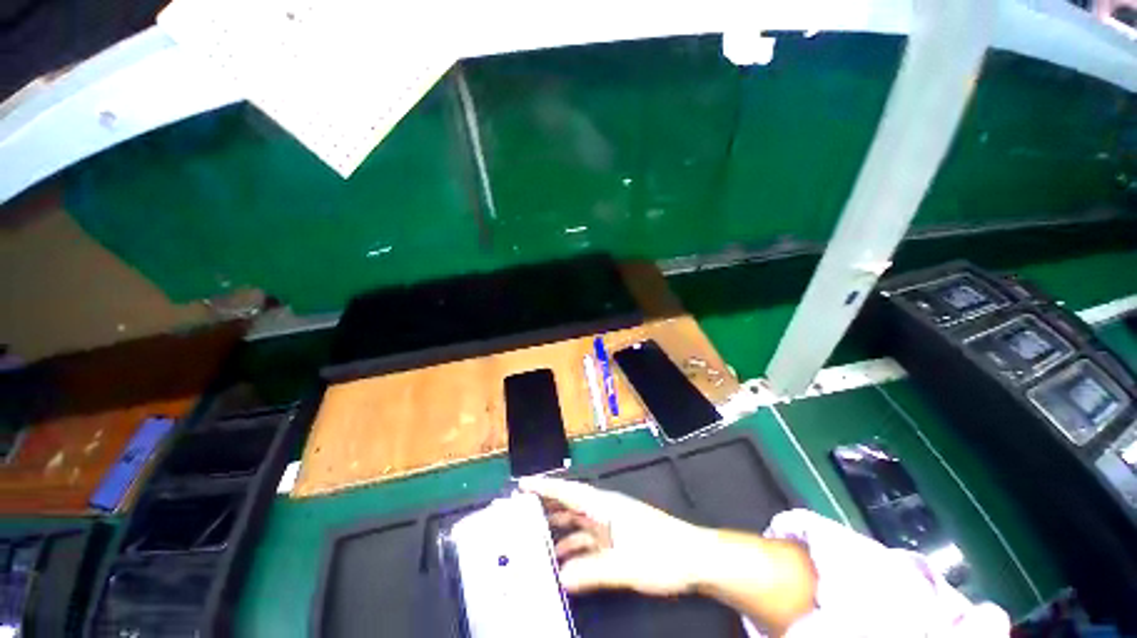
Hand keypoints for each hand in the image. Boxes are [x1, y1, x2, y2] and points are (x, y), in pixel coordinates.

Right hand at [519, 477, 708, 595]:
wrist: (693, 558)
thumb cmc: (662, 553)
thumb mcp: (625, 565)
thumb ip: (592, 571)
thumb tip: (562, 578)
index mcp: (605, 506)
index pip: (568, 492)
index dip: (545, 487)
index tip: (523, 485)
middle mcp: (605, 511)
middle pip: (570, 505)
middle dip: (547, 507)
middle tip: (521, 513)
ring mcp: (611, 524)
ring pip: (577, 523)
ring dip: (558, 530)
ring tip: (536, 540)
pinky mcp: (617, 538)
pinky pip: (588, 540)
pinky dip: (574, 548)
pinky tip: (564, 562)